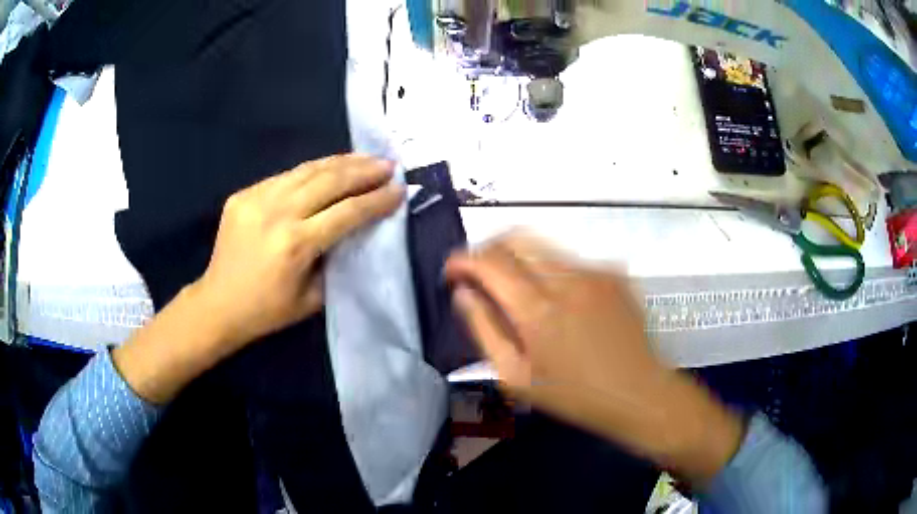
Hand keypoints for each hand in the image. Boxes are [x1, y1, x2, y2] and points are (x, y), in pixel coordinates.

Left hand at [114, 154, 403, 403]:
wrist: (218, 303)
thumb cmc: (268, 311)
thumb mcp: (313, 298)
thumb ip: (337, 261)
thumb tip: (357, 231)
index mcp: (296, 244)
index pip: (347, 212)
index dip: (377, 200)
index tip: (400, 190)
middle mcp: (277, 213)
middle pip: (329, 181)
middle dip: (364, 170)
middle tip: (389, 165)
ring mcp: (257, 198)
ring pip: (307, 170)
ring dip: (341, 162)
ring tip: (365, 157)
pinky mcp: (244, 194)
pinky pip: (285, 176)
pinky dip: (311, 170)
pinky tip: (328, 168)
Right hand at [445, 233, 743, 484]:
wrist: (640, 393)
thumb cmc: (576, 395)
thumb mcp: (518, 377)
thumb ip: (485, 330)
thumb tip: (464, 294)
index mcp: (538, 310)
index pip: (489, 262)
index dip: (463, 260)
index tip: (452, 271)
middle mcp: (567, 279)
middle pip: (516, 238)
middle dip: (489, 249)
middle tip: (481, 274)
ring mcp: (595, 271)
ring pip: (543, 246)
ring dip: (520, 260)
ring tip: (519, 291)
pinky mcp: (614, 273)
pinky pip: (571, 260)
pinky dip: (552, 271)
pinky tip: (560, 302)